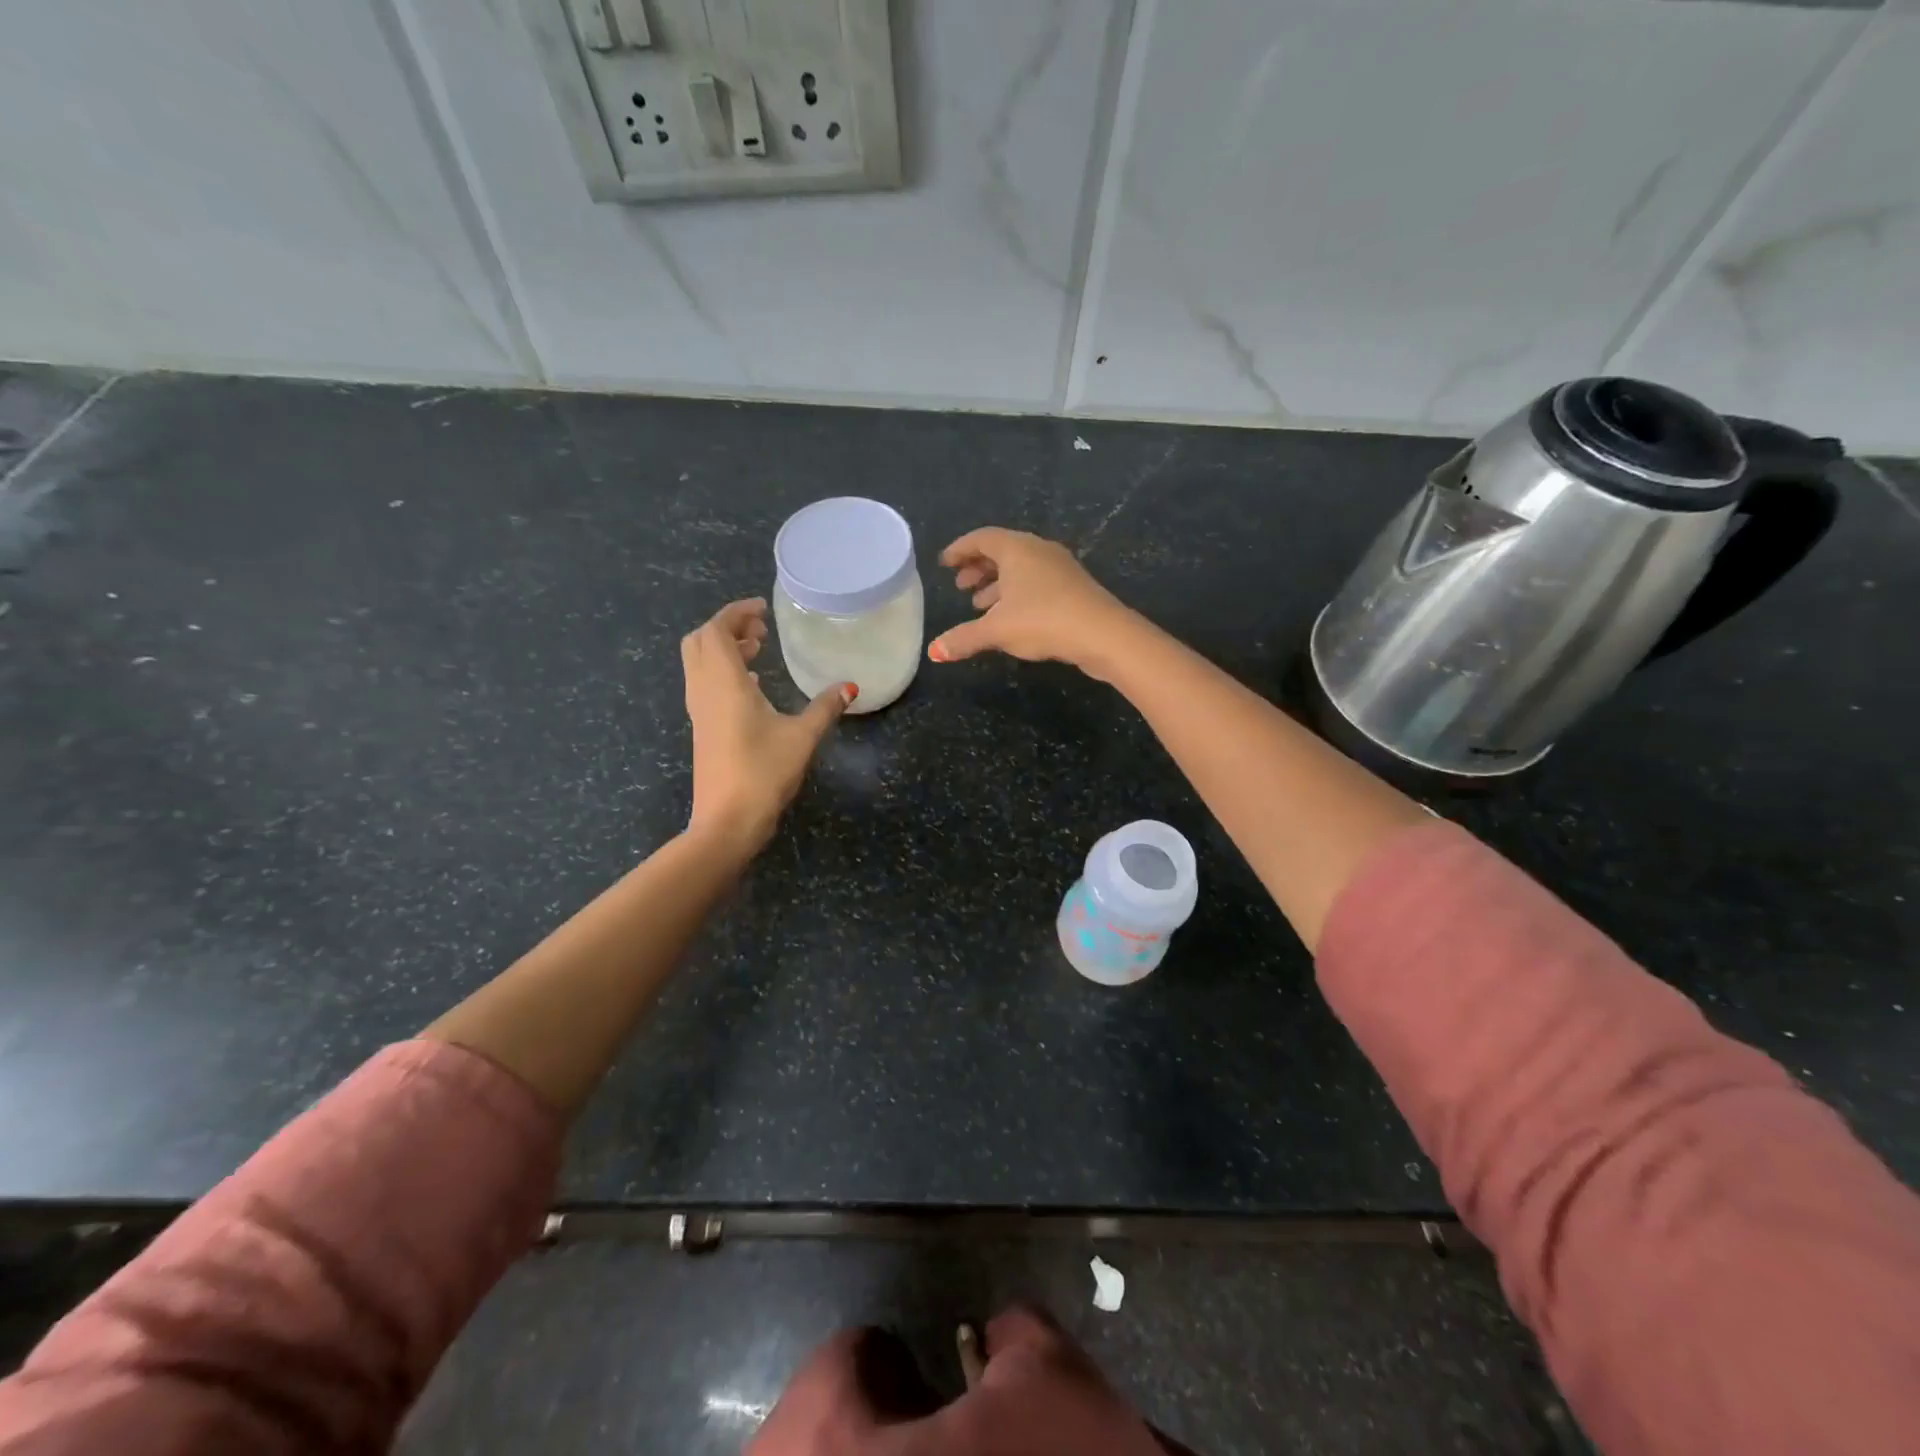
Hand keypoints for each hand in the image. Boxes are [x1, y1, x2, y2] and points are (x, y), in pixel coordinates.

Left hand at [682, 599, 852, 853]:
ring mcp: (699, 711)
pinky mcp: (702, 729)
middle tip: (761, 630)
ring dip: (724, 650)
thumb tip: (849, 686)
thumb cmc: (764, 772)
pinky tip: (753, 688)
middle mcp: (704, 690)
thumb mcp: (802, 736)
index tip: (763, 609)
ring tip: (758, 651)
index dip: (737, 612)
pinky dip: (724, 672)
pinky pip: (705, 684)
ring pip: (699, 663)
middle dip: (728, 627)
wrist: (728, 821)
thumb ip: (825, 707)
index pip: (717, 629)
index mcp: (724, 682)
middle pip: (700, 641)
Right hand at [928, 528, 1136, 676]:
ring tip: (980, 605)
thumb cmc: (1043, 621)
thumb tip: (934, 652)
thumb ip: (963, 638)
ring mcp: (1059, 567)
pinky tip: (1012, 616)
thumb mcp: (996, 631)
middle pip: (1001, 551)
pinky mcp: (1073, 586)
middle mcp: (1038, 549)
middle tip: (960, 587)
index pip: (981, 538)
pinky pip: (1036, 581)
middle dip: (978, 568)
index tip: (944, 563)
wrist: (1103, 633)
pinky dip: (1017, 593)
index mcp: (1016, 549)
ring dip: (997, 583)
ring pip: (1020, 568)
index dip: (960, 550)